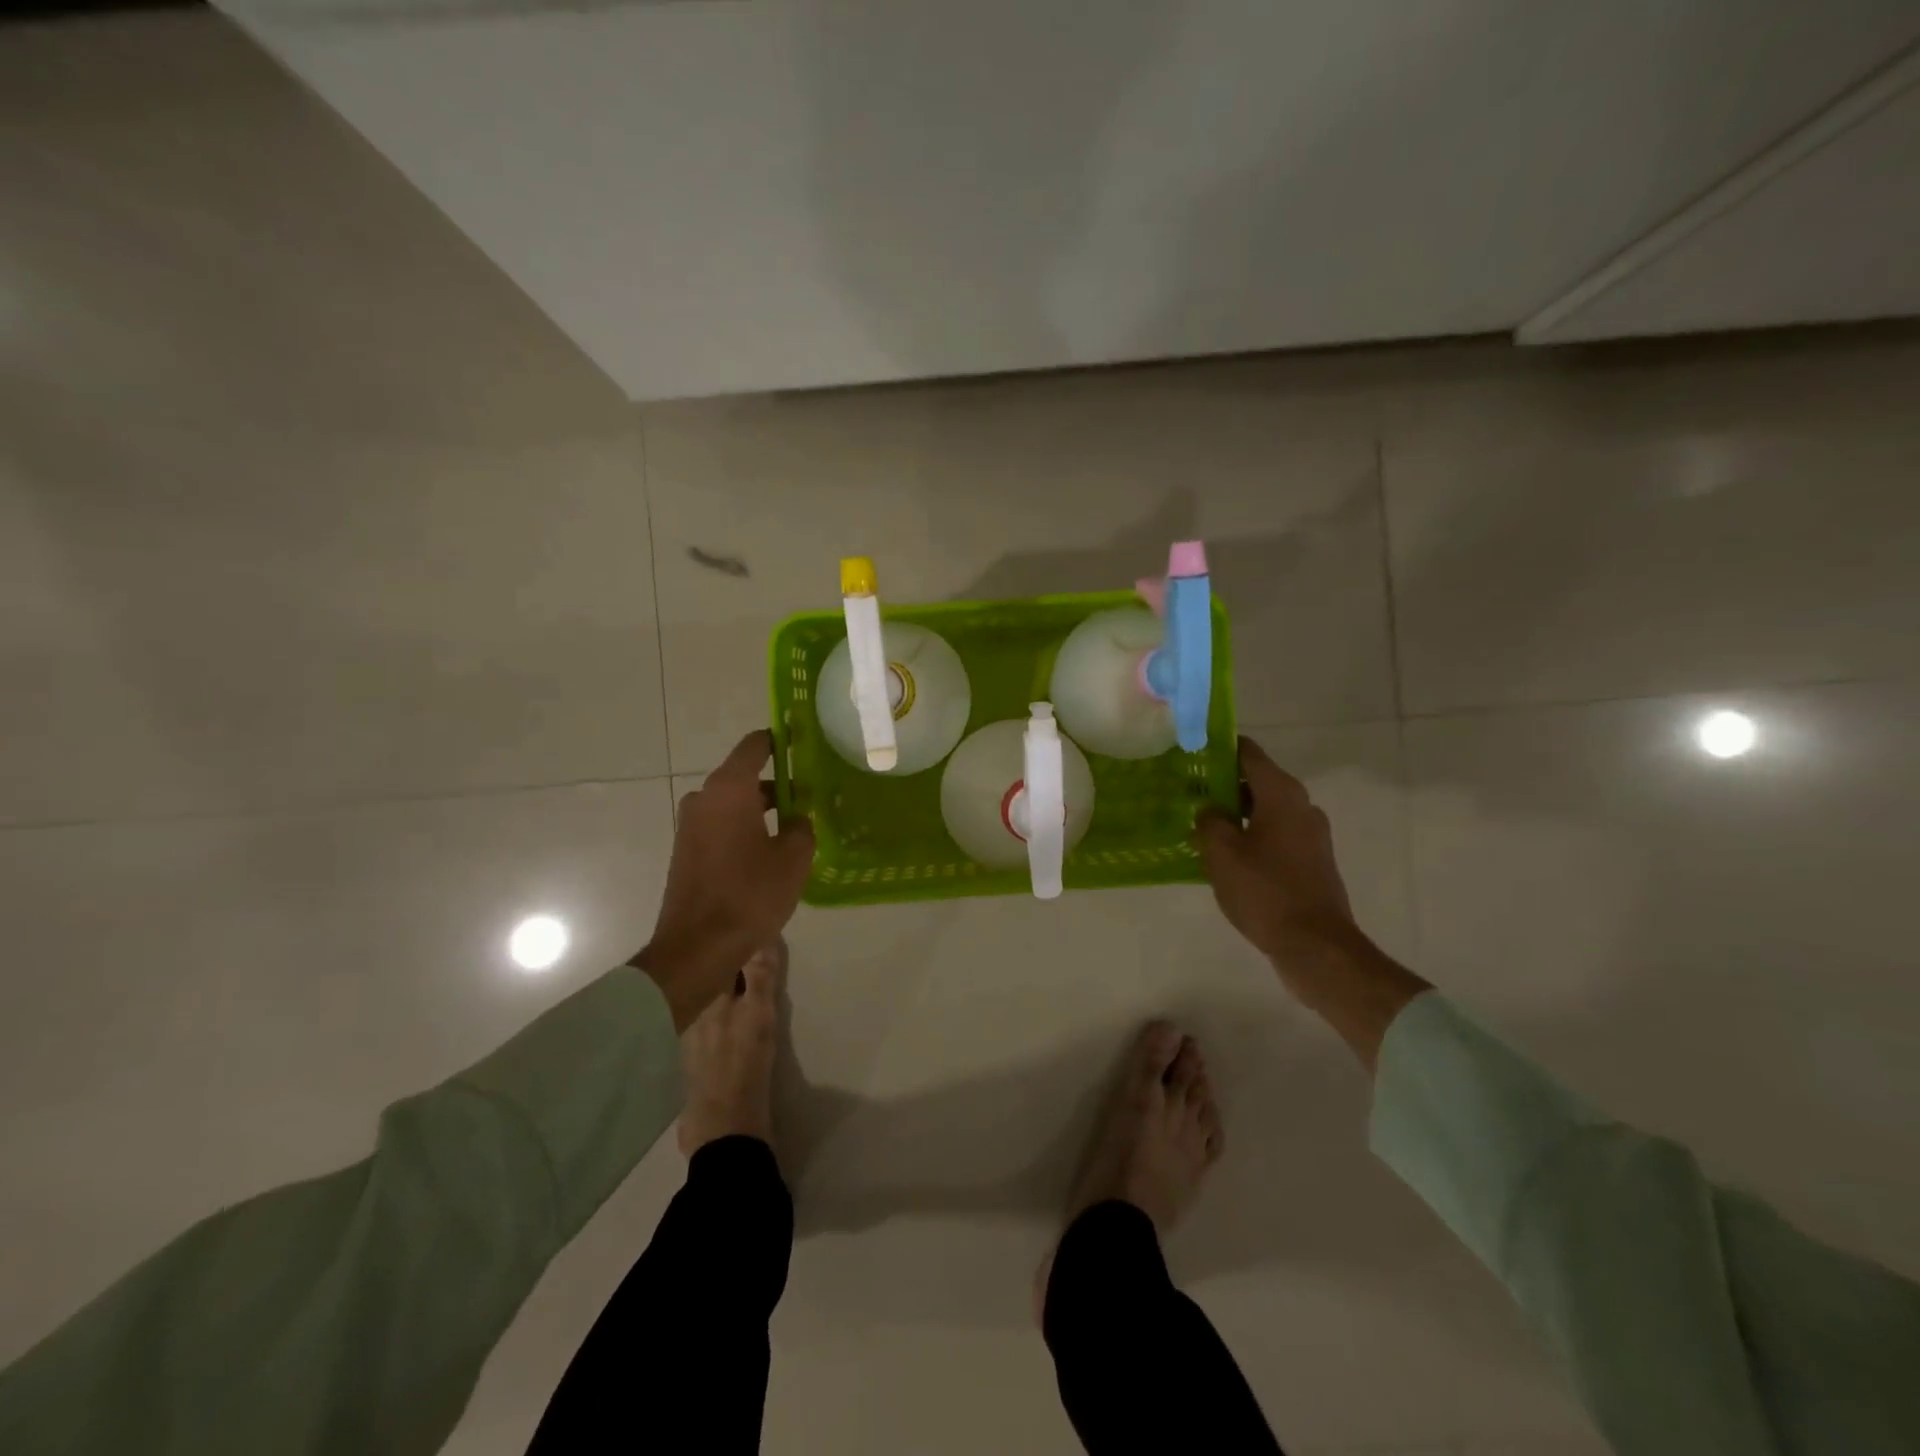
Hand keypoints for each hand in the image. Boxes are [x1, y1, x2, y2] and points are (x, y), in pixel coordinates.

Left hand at [632, 730, 814, 1030]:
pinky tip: (769, 852)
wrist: (697, 948)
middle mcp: (704, 798)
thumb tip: (797, 817)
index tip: (803, 742)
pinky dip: (744, 829)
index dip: (780, 740)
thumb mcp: (793, 858)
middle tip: (811, 796)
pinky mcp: (686, 851)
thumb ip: (801, 826)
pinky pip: (721, 826)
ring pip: (733, 804)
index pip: (755, 746)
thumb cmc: (750, 894)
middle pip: (744, 777)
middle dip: (777, 784)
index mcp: (729, 789)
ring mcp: (690, 826)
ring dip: (761, 810)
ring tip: (795, 828)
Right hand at [1195, 737, 1428, 1069]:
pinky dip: (1252, 835)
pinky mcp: (1312, 861)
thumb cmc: (1265, 892)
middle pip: (1257, 780)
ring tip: (1201, 824)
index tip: (1192, 751)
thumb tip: (1210, 810)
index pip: (1248, 753)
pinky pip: (1275, 835)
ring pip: (1266, 810)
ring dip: (1236, 813)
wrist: (1316, 946)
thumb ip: (1209, 822)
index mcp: (1281, 794)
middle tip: (1187, 791)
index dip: (1220, 748)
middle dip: (1223, 783)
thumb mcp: (1222, 854)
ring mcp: (1311, 835)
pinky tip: (1226, 855)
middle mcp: (1302, 806)